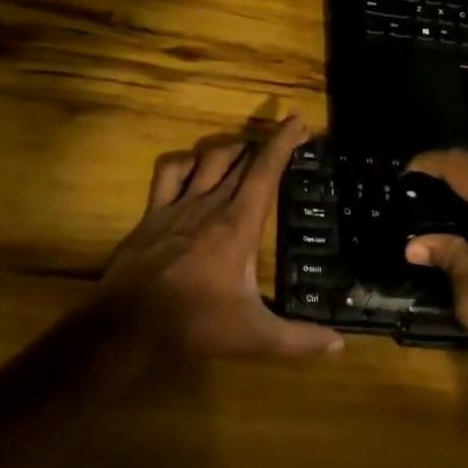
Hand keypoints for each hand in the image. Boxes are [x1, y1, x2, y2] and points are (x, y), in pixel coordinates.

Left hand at [100, 116, 342, 360]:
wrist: (128, 325)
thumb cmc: (195, 324)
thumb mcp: (254, 337)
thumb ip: (298, 340)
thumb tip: (339, 346)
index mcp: (239, 224)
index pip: (266, 171)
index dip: (283, 142)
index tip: (298, 121)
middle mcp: (211, 204)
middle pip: (241, 160)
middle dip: (265, 144)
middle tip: (283, 137)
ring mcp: (178, 205)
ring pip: (208, 159)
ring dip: (230, 149)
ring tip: (245, 150)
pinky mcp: (152, 213)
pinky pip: (169, 172)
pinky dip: (186, 162)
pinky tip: (193, 166)